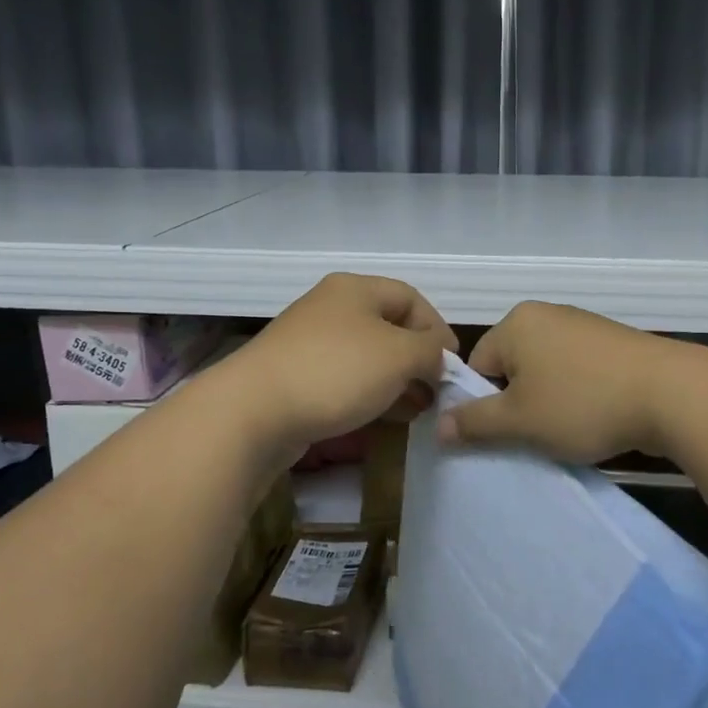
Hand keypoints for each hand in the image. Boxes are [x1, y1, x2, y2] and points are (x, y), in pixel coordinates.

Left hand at [214, 273, 457, 456]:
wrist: (253, 412)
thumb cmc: (335, 371)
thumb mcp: (399, 355)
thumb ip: (430, 351)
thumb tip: (437, 357)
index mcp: (355, 289)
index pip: (411, 298)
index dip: (438, 328)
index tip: (453, 365)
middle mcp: (332, 309)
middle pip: (389, 328)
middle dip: (419, 360)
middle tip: (437, 392)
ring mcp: (310, 344)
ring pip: (368, 358)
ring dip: (398, 382)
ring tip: (417, 410)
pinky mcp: (297, 377)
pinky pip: (345, 380)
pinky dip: (371, 395)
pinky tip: (385, 418)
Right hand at [437, 301, 676, 464]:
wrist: (673, 394)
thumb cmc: (583, 403)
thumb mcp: (519, 421)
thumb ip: (474, 423)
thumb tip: (439, 427)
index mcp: (517, 323)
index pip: (478, 365)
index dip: (485, 404)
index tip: (507, 432)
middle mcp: (548, 315)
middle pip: (513, 368)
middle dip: (518, 404)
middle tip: (535, 436)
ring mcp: (585, 326)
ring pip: (547, 373)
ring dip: (549, 404)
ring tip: (569, 431)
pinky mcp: (614, 343)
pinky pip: (579, 372)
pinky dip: (580, 396)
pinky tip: (596, 419)